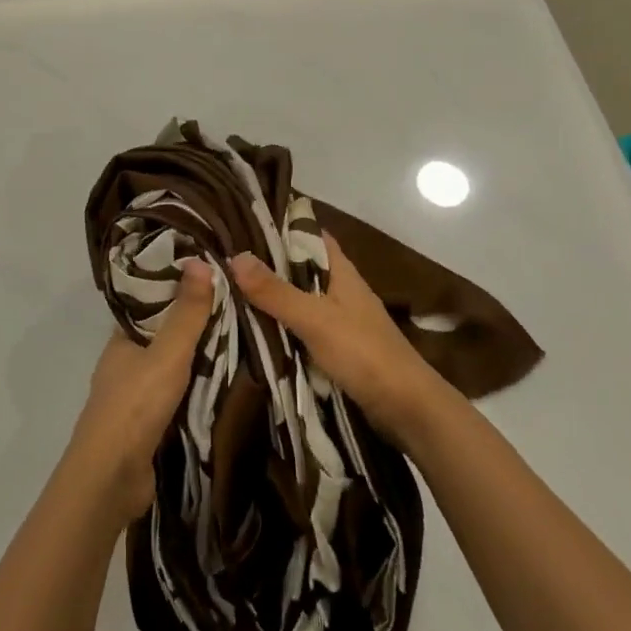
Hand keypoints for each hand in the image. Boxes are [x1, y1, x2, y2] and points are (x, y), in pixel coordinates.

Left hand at [63, 259, 214, 525]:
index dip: (176, 289)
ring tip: (240, 343)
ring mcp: (133, 398)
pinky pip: (175, 398)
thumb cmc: (135, 407)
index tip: (212, 277)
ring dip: (197, 361)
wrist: (111, 479)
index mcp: (121, 340)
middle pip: (162, 336)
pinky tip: (224, 387)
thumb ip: (186, 313)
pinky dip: (196, 391)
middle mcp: (124, 364)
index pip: (150, 304)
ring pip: (170, 369)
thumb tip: (200, 261)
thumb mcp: (167, 354)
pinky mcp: (146, 427)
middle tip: (237, 310)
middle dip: (193, 326)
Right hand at [230, 233, 445, 450]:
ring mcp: (339, 319)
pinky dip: (280, 325)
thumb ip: (275, 291)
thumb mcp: (314, 318)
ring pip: (298, 298)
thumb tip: (235, 256)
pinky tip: (253, 327)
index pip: (308, 235)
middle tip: (223, 258)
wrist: (406, 408)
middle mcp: (340, 289)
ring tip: (227, 290)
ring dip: (270, 297)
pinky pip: (301, 327)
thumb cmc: (363, 353)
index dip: (279, 226)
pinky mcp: (336, 347)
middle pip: (298, 267)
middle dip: (266, 264)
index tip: (242, 223)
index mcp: (341, 271)